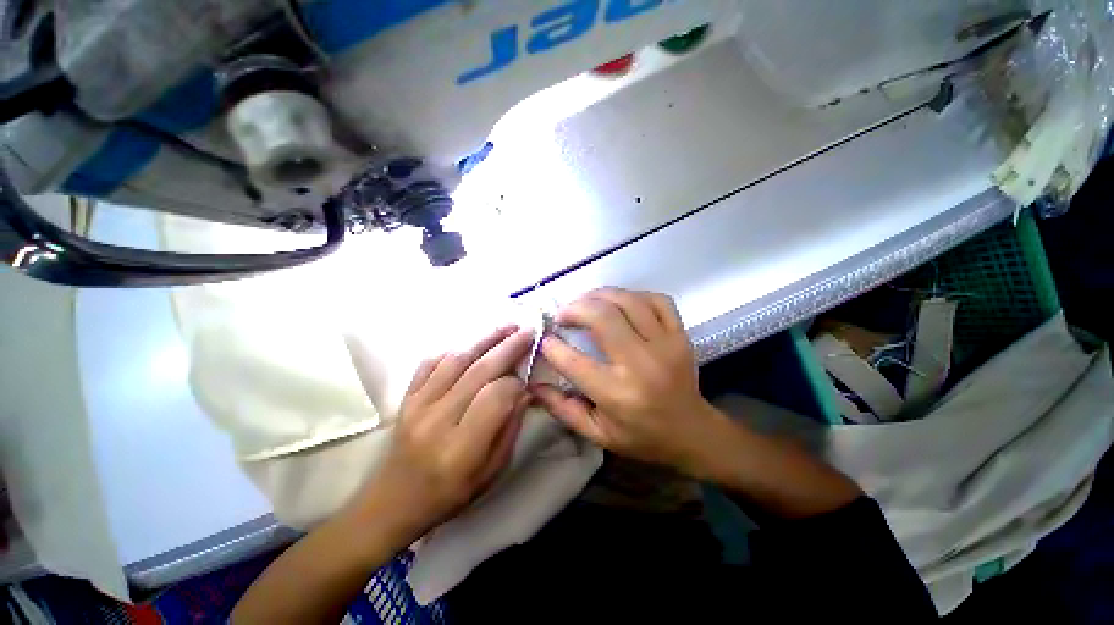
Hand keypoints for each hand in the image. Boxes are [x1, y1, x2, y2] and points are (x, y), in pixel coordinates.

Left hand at [354, 326, 533, 544]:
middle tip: (526, 330)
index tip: (526, 380)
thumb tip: (524, 391)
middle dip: (507, 347)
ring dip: (484, 340)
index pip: (495, 397)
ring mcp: (417, 405)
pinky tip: (471, 345)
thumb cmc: (449, 495)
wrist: (392, 503)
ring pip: (455, 360)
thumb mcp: (491, 473)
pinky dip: (453, 350)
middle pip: (478, 372)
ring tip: (505, 327)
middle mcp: (437, 421)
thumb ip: (510, 429)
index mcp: (461, 448)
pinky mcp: (406, 398)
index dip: (515, 383)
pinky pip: (430, 363)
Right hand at [532, 288, 723, 474]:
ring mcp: (665, 345)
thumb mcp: (597, 433)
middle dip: (575, 308)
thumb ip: (562, 408)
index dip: (552, 346)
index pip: (574, 361)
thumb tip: (532, 385)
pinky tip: (621, 303)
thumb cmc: (641, 436)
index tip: (545, 338)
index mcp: (617, 394)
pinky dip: (634, 295)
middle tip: (562, 314)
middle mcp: (641, 364)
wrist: (692, 433)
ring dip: (600, 295)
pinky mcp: (680, 335)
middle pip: (602, 318)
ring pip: (628, 301)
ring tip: (585, 302)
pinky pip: (658, 300)